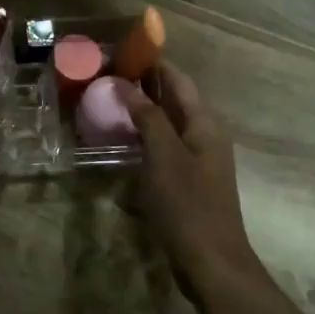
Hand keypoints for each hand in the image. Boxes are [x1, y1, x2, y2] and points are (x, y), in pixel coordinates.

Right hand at [121, 64, 255, 286]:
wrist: (211, 261)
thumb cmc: (187, 204)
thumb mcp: (163, 155)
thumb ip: (147, 116)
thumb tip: (124, 83)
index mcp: (205, 122)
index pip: (177, 79)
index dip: (151, 63)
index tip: (118, 52)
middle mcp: (205, 133)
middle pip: (173, 98)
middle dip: (142, 85)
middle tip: (104, 77)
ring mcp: (198, 157)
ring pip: (167, 123)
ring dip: (141, 110)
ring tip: (106, 103)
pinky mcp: (188, 178)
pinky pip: (164, 145)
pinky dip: (144, 136)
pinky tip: (120, 140)